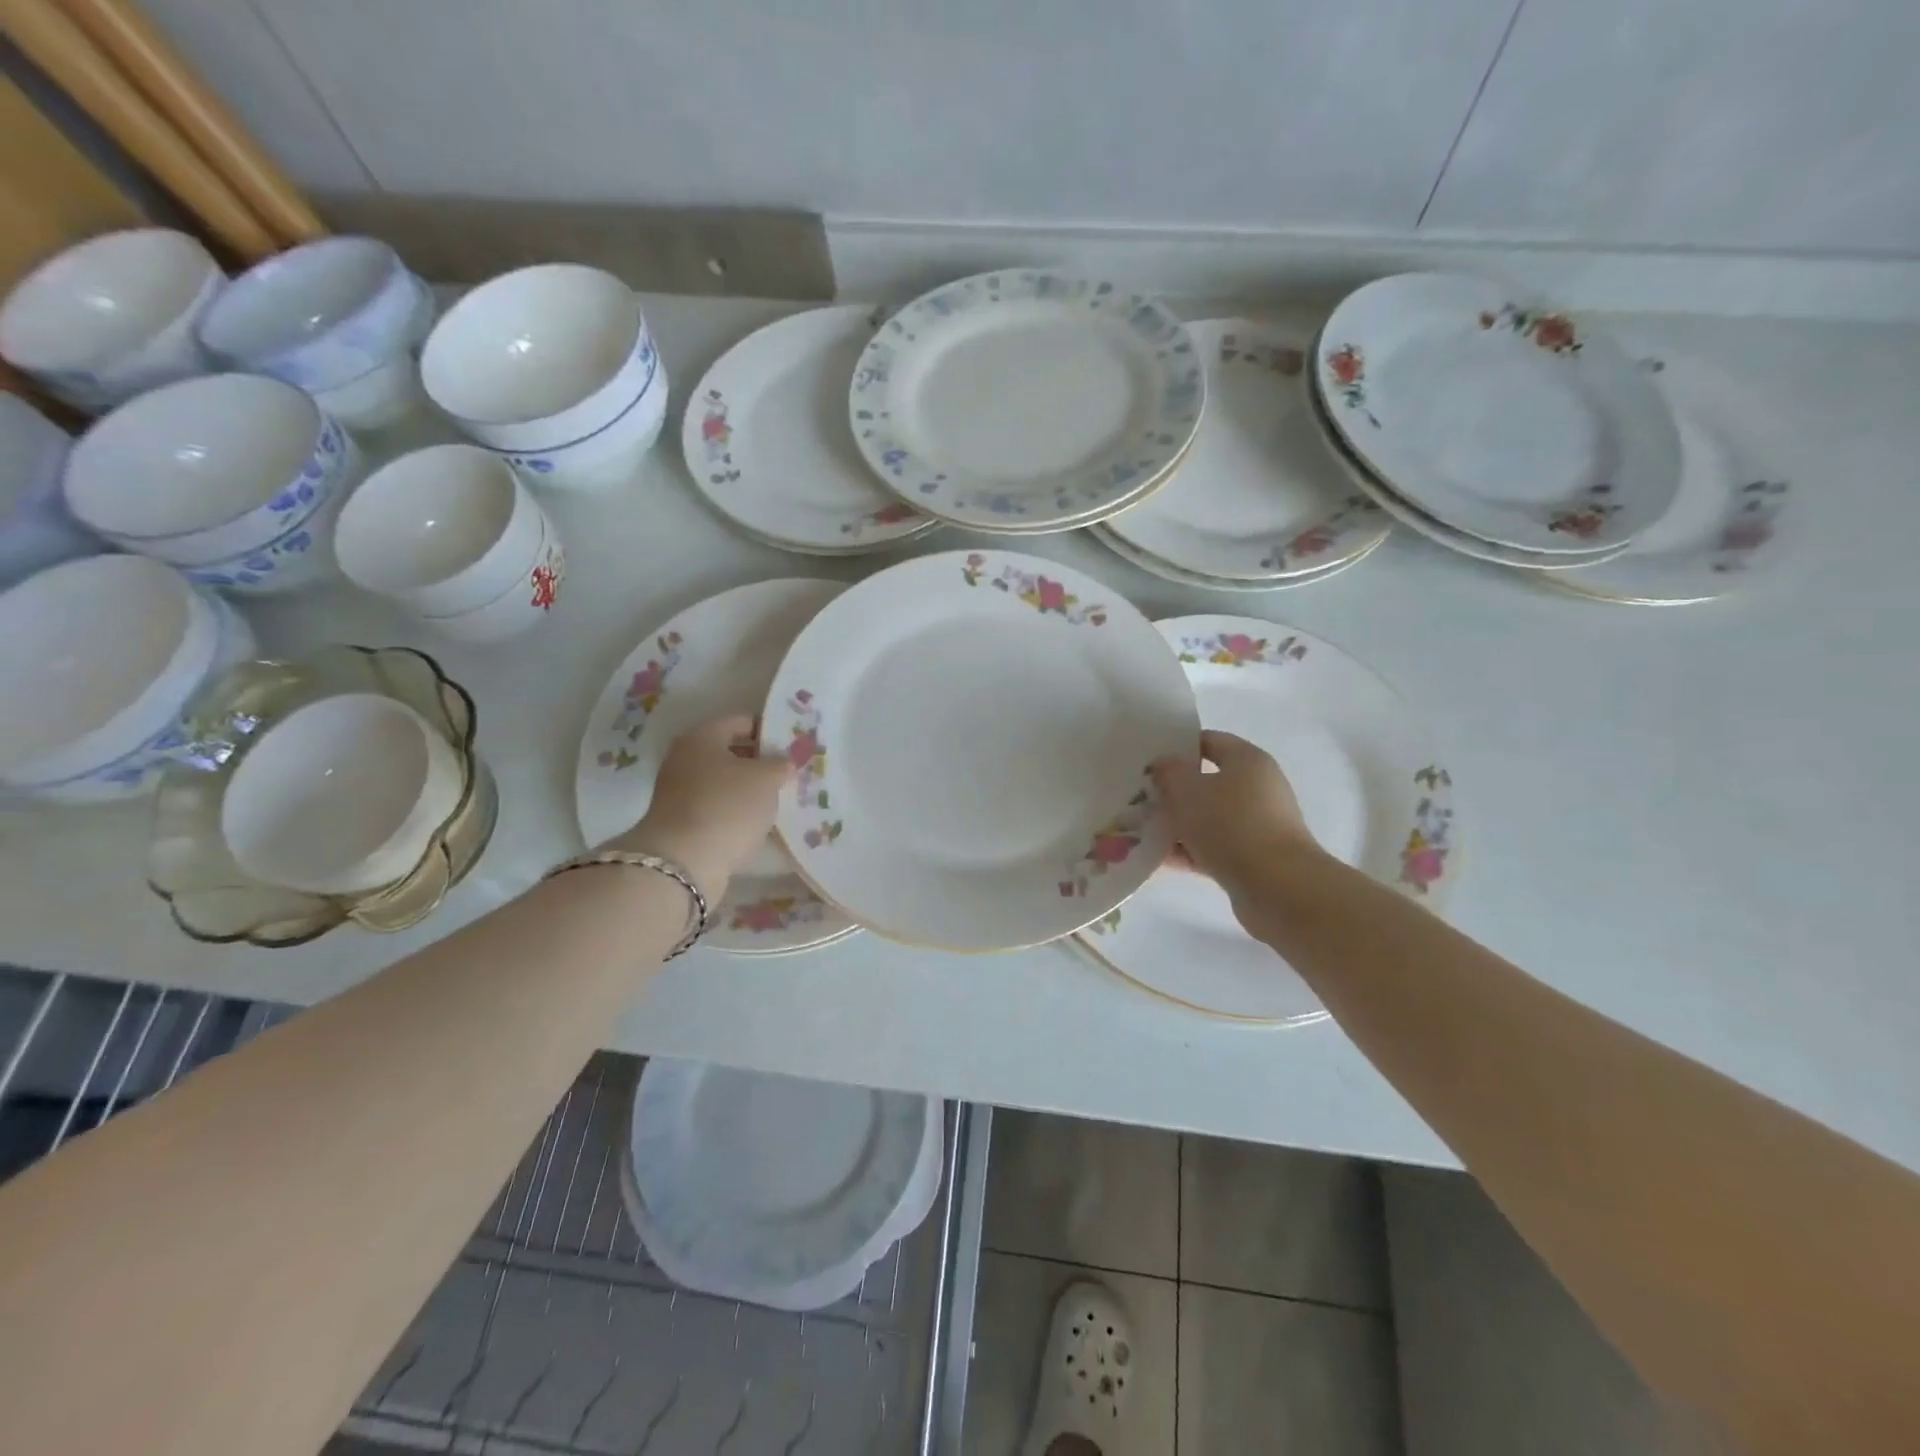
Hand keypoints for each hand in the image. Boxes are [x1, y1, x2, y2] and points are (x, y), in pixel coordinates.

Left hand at [604, 714, 793, 899]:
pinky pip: (717, 807)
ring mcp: (680, 792)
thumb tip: (784, 762)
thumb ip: (780, 764)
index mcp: (702, 737)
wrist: (683, 862)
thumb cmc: (727, 806)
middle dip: (760, 761)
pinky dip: (736, 811)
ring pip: (724, 782)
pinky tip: (758, 822)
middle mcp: (685, 759)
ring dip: (748, 789)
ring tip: (779, 800)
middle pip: (730, 752)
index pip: (741, 721)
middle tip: (789, 773)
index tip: (793, 744)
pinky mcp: (682, 822)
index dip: (769, 730)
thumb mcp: (766, 779)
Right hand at [1150, 731, 1321, 894]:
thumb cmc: (1230, 826)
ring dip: (1177, 825)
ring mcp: (1257, 825)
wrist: (1277, 887)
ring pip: (1207, 818)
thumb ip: (1169, 772)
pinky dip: (1188, 851)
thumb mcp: (1188, 791)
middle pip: (1206, 782)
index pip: (1209, 741)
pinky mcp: (1252, 858)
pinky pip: (1212, 848)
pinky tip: (1157, 859)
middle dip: (1173, 791)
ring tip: (1140, 831)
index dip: (1178, 747)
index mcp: (1247, 761)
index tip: (1148, 760)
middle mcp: (1257, 788)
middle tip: (1138, 797)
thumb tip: (1164, 765)